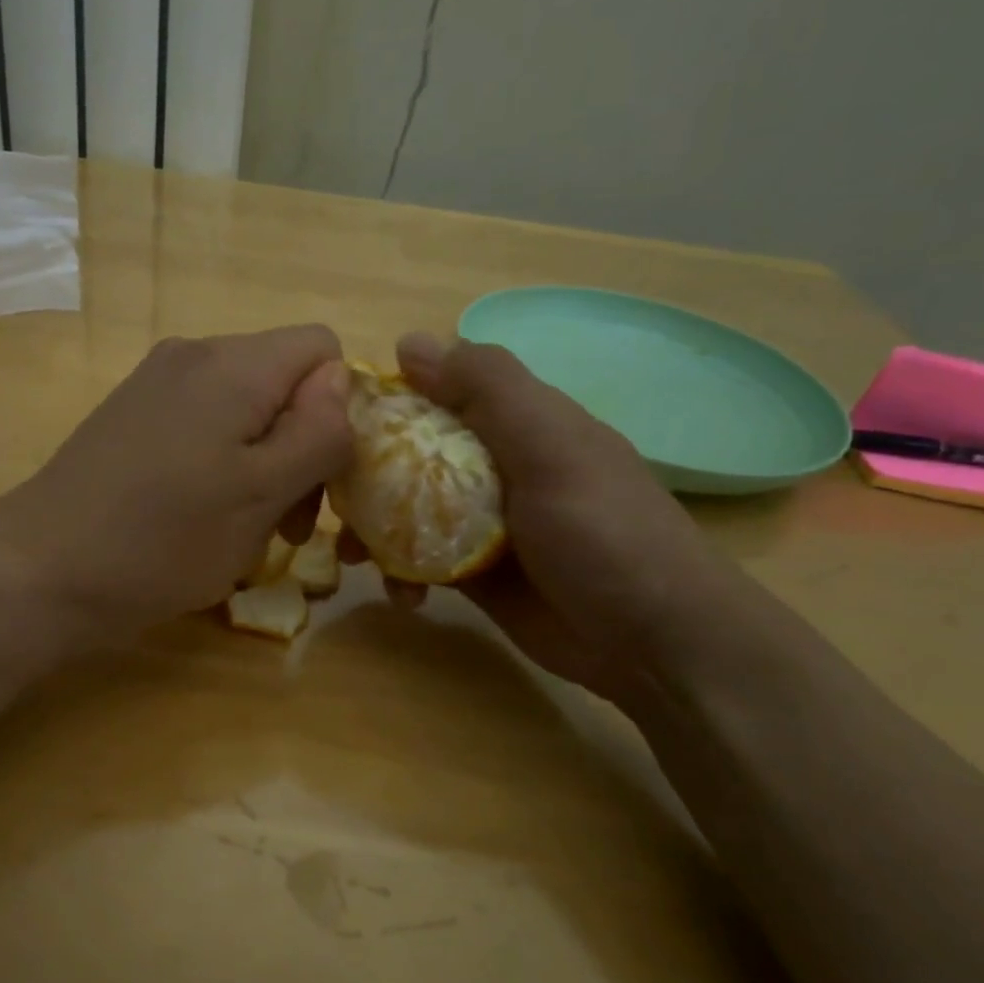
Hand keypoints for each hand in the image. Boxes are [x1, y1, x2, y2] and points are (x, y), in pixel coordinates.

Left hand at [0, 327, 352, 639]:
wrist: (42, 571)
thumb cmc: (164, 538)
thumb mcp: (263, 494)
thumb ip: (317, 432)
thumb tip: (341, 381)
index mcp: (233, 364)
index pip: (322, 348)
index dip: (339, 408)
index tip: (323, 476)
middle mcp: (193, 355)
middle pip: (283, 380)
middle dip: (302, 446)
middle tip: (290, 524)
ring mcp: (155, 384)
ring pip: (245, 408)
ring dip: (264, 464)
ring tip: (249, 529)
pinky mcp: (131, 416)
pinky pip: (203, 424)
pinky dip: (223, 465)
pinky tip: (202, 515)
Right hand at [369, 333, 740, 703]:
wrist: (653, 640)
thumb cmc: (603, 532)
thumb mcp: (550, 445)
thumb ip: (487, 387)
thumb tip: (408, 342)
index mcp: (517, 424)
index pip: (438, 395)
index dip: (387, 403)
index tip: (336, 424)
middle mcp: (497, 467)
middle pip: (414, 457)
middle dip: (368, 478)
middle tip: (330, 499)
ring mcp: (486, 525)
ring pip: (411, 513)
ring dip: (377, 532)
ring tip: (353, 557)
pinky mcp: (477, 576)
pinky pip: (423, 564)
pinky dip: (405, 577)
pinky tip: (404, 598)